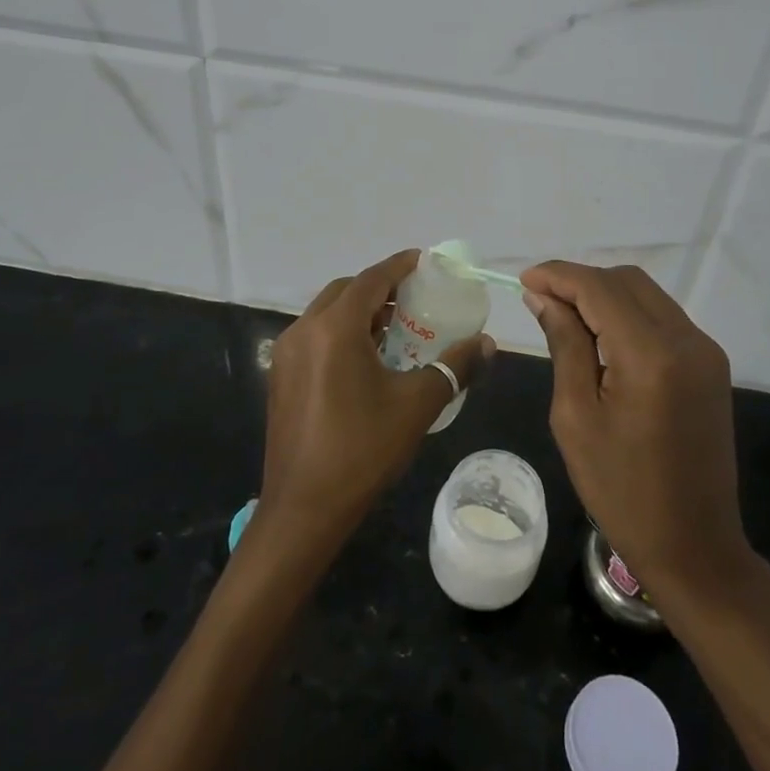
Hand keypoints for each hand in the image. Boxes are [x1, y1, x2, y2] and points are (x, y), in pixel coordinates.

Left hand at [259, 249, 493, 558]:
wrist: (303, 510)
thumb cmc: (362, 450)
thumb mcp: (416, 405)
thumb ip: (455, 367)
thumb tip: (488, 344)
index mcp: (334, 329)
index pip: (370, 280)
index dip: (399, 266)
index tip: (423, 261)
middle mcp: (303, 331)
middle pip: (344, 291)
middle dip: (378, 288)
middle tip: (413, 298)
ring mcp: (286, 355)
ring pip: (326, 314)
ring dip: (359, 311)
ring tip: (395, 327)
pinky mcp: (280, 377)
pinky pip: (314, 337)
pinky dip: (341, 332)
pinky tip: (366, 359)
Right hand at [522, 262, 752, 609]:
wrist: (695, 546)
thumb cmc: (622, 491)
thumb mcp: (576, 417)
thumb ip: (564, 345)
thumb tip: (544, 298)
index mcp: (651, 355)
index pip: (600, 288)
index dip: (558, 275)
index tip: (523, 279)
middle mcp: (687, 340)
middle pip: (627, 281)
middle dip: (581, 281)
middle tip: (541, 301)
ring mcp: (706, 352)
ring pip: (647, 295)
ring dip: (605, 296)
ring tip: (565, 317)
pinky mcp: (711, 366)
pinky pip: (663, 319)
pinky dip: (628, 315)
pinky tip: (601, 337)